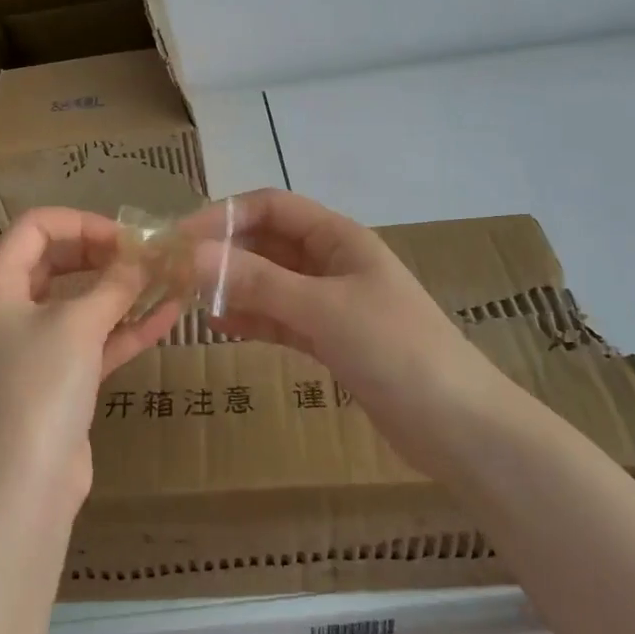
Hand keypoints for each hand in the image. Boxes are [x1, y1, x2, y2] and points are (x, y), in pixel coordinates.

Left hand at [0, 208, 183, 523]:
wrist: (24, 487)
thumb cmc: (39, 388)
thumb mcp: (78, 325)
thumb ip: (114, 285)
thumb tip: (144, 256)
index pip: (34, 228)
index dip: (81, 223)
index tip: (125, 237)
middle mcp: (9, 312)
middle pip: (56, 261)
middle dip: (103, 254)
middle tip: (145, 257)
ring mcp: (34, 349)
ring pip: (79, 303)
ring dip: (120, 290)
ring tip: (166, 279)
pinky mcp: (58, 381)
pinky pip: (93, 340)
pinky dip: (126, 327)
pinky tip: (169, 316)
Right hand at [181, 190, 485, 473]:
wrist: (457, 426)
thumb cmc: (395, 350)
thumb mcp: (323, 310)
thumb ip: (258, 282)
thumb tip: (193, 253)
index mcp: (339, 238)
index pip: (272, 207)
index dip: (225, 215)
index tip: (181, 237)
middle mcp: (333, 263)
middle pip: (268, 243)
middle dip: (225, 251)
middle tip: (177, 273)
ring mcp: (331, 303)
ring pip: (270, 282)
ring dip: (234, 286)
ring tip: (191, 300)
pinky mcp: (331, 340)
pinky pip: (280, 318)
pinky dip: (252, 319)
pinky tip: (222, 327)